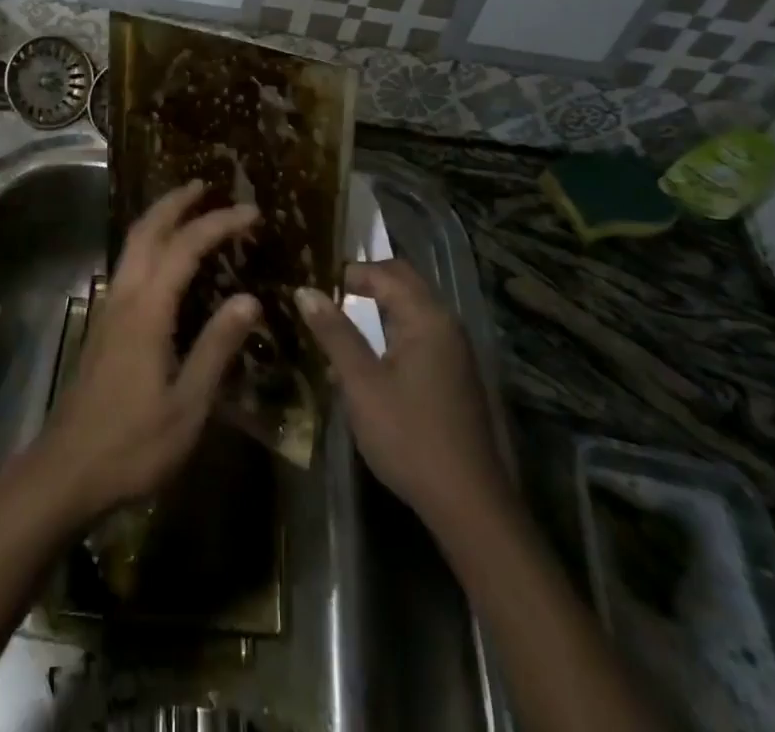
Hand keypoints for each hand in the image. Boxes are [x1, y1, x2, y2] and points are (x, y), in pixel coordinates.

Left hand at [36, 182, 260, 524]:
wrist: (66, 470)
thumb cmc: (133, 444)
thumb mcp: (188, 405)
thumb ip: (217, 347)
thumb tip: (249, 299)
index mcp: (147, 310)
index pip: (186, 247)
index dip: (219, 223)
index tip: (251, 212)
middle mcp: (124, 296)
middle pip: (147, 230)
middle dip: (176, 201)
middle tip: (206, 184)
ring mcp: (109, 307)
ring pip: (132, 244)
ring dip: (159, 218)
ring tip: (189, 209)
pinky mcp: (103, 324)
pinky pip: (129, 264)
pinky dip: (150, 243)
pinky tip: (165, 260)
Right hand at [296, 260, 508, 537]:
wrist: (468, 502)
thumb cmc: (409, 436)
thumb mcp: (361, 384)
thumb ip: (334, 333)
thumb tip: (306, 291)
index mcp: (426, 317)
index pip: (384, 272)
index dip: (348, 272)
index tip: (314, 282)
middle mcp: (445, 322)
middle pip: (403, 281)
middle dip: (366, 281)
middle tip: (325, 294)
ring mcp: (455, 348)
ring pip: (413, 305)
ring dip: (379, 304)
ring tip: (341, 317)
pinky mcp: (455, 371)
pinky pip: (421, 329)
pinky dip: (393, 326)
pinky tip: (370, 350)